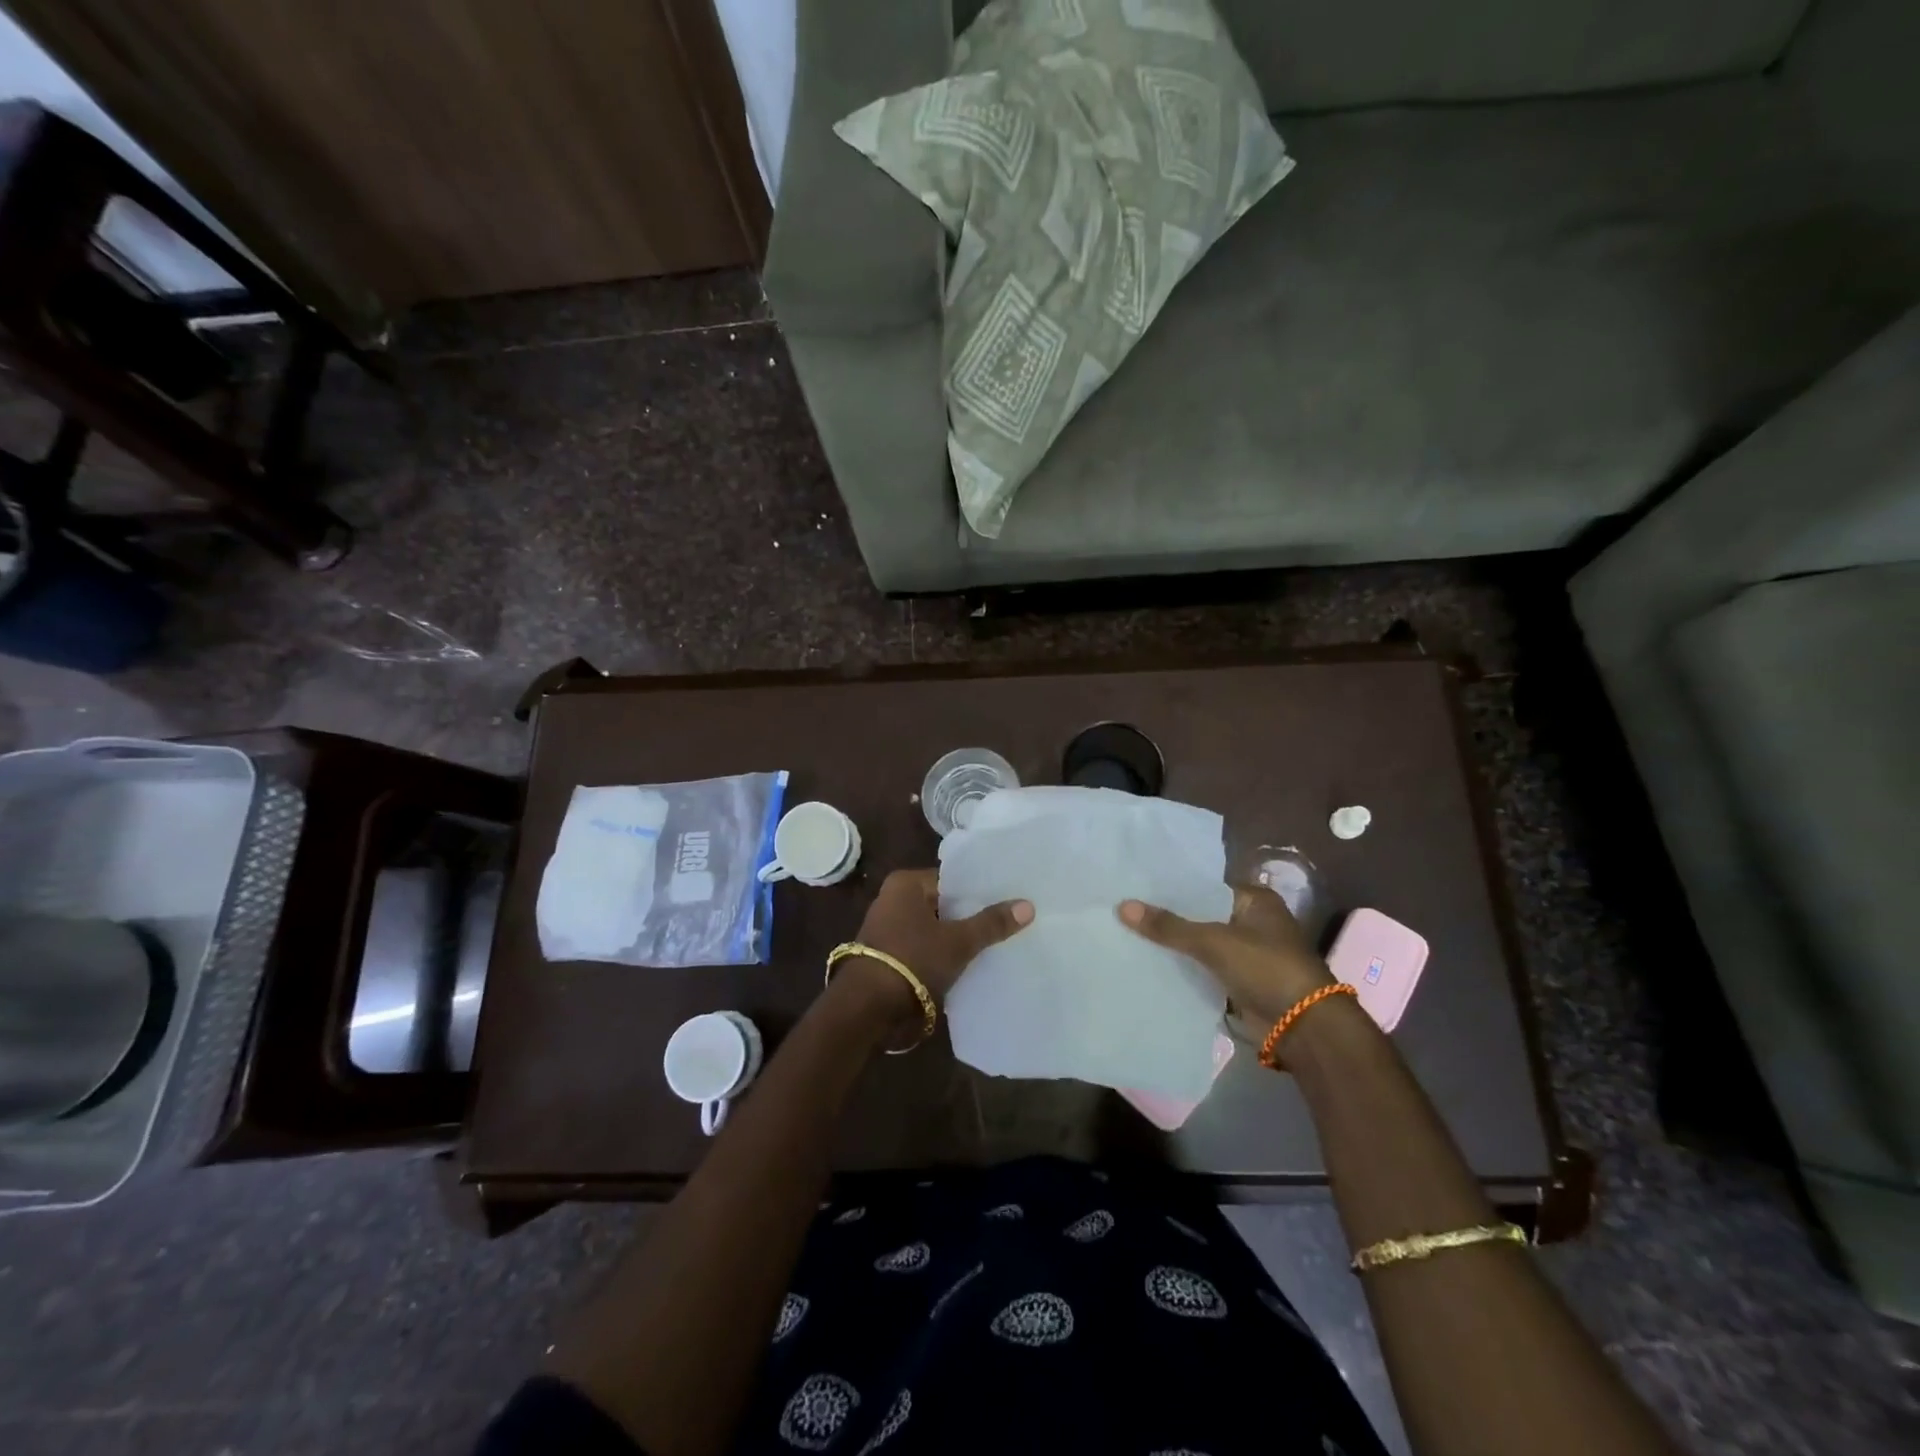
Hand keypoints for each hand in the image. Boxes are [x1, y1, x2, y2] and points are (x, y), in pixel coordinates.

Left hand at [833, 869, 1031, 1034]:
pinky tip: (966, 966)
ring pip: (933, 928)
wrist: (868, 1008)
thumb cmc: (913, 960)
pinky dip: (941, 955)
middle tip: (1005, 923)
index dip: (978, 891)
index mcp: (905, 884)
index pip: (951, 880)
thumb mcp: (958, 941)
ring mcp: (887, 929)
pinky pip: (923, 948)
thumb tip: (1028, 905)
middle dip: (969, 916)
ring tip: (992, 945)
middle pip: (942, 904)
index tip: (1006, 900)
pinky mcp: (888, 956)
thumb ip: (991, 923)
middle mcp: (892, 899)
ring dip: (955, 938)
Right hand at [1118, 884, 1333, 1027]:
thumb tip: (1122, 906)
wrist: (1303, 1027)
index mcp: (1255, 900)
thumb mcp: (1214, 942)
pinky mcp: (1239, 982)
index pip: (1204, 887)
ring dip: (1174, 945)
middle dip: (1169, 918)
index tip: (1136, 887)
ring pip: (1200, 944)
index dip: (1172, 888)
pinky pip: (1203, 969)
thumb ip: (1169, 926)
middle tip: (1124, 909)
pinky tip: (1149, 964)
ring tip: (1128, 934)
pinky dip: (1183, 969)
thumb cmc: (1266, 968)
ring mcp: (1246, 954)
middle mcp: (1252, 922)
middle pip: (1200, 915)